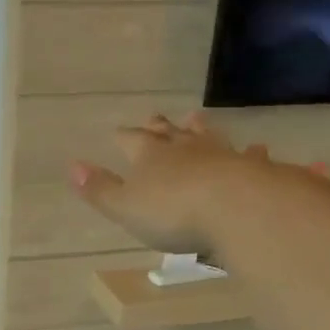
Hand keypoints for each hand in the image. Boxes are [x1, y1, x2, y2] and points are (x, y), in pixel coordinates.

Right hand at [70, 111, 281, 253]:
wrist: (237, 208)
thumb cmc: (173, 212)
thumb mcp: (125, 207)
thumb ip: (100, 189)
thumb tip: (72, 166)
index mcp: (150, 157)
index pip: (132, 140)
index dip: (124, 136)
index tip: (118, 131)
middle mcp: (185, 149)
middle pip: (169, 133)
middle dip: (159, 126)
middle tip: (155, 116)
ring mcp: (221, 155)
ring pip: (206, 136)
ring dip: (199, 129)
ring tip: (195, 118)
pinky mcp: (252, 169)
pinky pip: (250, 156)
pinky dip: (251, 152)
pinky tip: (257, 148)